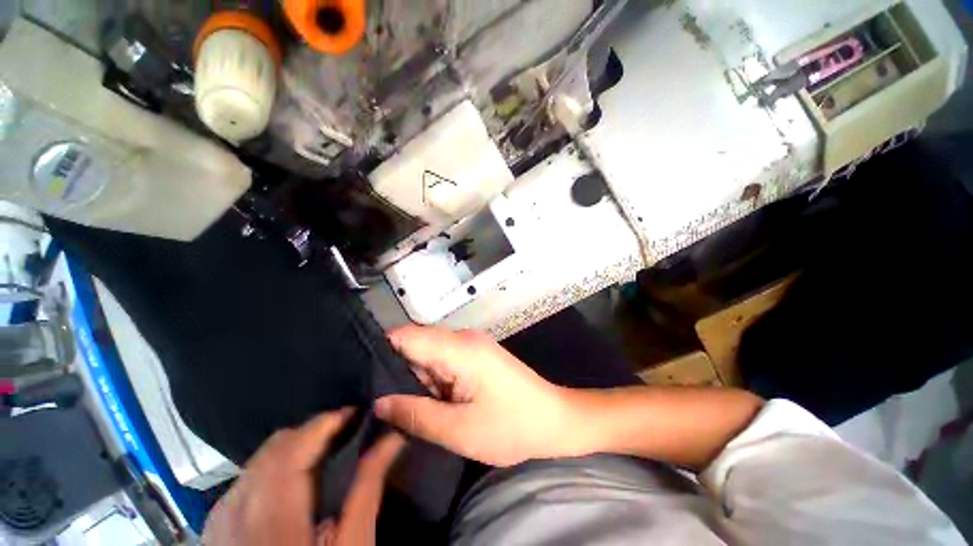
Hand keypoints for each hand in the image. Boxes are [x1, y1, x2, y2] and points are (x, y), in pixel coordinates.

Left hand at [202, 409, 403, 545]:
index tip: (356, 414)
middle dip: (313, 432)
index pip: (298, 444)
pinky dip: (270, 468)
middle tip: (343, 435)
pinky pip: (243, 480)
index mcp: (274, 512)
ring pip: (259, 459)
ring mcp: (220, 517)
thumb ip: (368, 485)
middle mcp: (238, 507)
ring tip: (321, 456)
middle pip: (277, 445)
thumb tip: (391, 439)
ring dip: (292, 448)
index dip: (329, 421)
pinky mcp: (214, 527)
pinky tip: (289, 484)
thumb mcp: (353, 542)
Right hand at [374, 326, 572, 466]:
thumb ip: (416, 414)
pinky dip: (436, 380)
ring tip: (416, 409)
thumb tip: (379, 402)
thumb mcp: (460, 430)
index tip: (366, 381)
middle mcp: (464, 338)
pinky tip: (440, 402)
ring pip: (430, 355)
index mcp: (459, 349)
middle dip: (401, 373)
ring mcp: (472, 344)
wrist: (554, 418)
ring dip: (420, 380)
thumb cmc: (511, 426)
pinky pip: (445, 360)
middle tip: (390, 406)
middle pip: (417, 344)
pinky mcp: (477, 354)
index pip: (407, 336)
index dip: (383, 352)